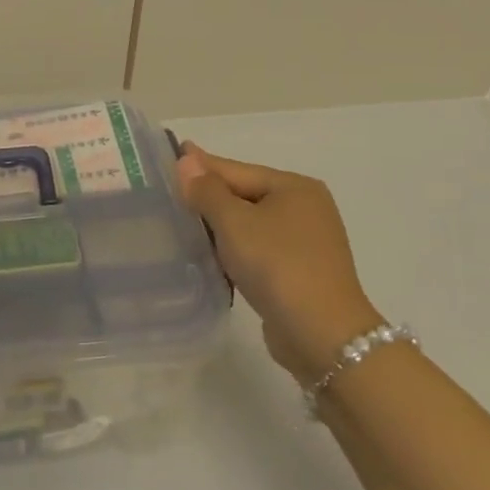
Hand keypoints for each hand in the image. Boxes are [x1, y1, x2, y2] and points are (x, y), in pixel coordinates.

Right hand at [176, 146, 382, 381]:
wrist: (322, 334)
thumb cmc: (277, 265)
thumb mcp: (234, 222)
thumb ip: (207, 190)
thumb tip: (187, 160)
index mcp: (294, 187)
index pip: (236, 170)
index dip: (200, 165)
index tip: (170, 155)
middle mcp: (305, 208)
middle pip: (244, 194)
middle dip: (208, 196)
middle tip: (168, 191)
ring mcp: (306, 241)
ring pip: (250, 223)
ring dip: (219, 225)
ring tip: (181, 223)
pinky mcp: (300, 271)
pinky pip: (258, 248)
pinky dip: (234, 248)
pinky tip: (210, 254)